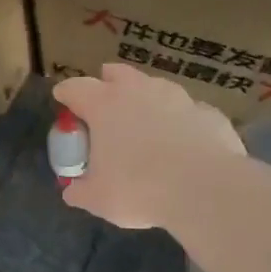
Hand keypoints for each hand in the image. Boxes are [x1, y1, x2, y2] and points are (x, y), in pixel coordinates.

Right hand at [53, 63, 244, 229]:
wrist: (206, 189)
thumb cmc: (140, 189)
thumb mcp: (98, 198)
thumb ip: (80, 191)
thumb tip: (71, 191)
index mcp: (104, 104)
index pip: (75, 87)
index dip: (65, 93)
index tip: (62, 100)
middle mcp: (139, 90)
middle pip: (116, 73)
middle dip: (107, 82)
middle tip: (104, 102)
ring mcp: (177, 96)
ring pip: (155, 87)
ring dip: (146, 100)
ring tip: (146, 124)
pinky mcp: (208, 112)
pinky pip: (187, 112)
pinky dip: (179, 122)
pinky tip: (183, 143)